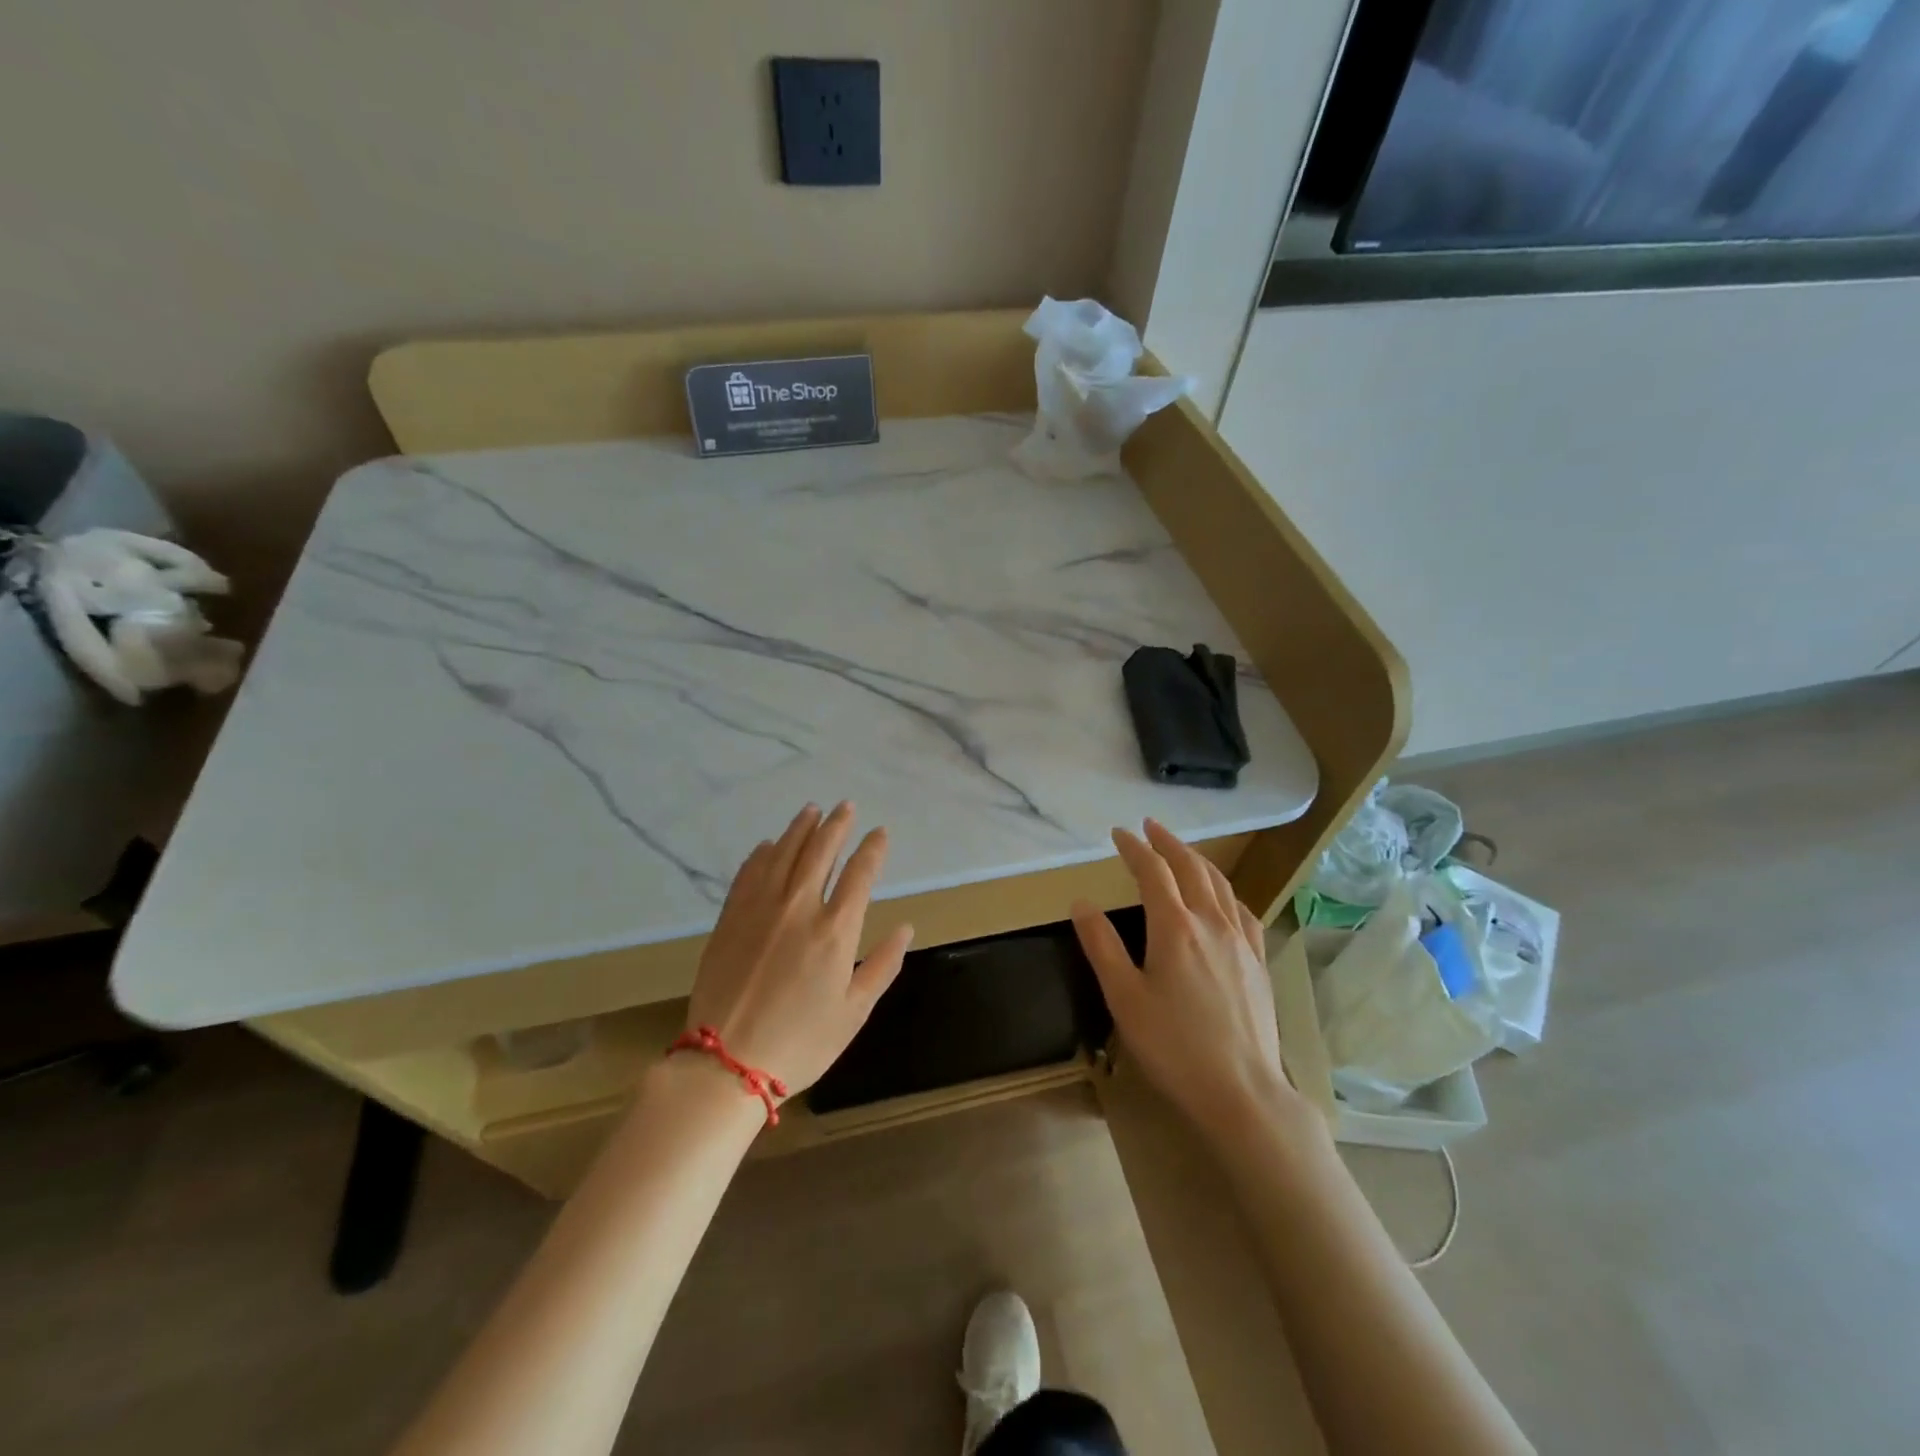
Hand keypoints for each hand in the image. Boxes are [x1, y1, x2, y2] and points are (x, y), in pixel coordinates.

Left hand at [686, 803, 912, 1097]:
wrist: (726, 1063)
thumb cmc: (801, 1042)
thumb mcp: (854, 1012)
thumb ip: (883, 965)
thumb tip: (905, 928)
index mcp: (835, 930)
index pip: (859, 874)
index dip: (872, 849)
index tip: (880, 832)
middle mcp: (798, 908)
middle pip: (820, 852)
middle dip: (836, 825)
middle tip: (845, 806)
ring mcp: (759, 910)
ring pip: (782, 854)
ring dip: (799, 829)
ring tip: (811, 810)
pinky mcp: (730, 919)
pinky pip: (748, 874)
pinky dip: (761, 855)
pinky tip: (767, 845)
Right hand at [1071, 819, 1302, 1140]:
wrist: (1242, 1091)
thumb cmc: (1173, 1046)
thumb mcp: (1124, 998)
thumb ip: (1102, 946)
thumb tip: (1081, 903)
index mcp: (1174, 928)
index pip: (1153, 871)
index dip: (1134, 848)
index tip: (1118, 834)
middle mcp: (1211, 923)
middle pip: (1191, 868)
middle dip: (1168, 843)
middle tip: (1150, 827)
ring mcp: (1240, 941)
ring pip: (1220, 885)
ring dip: (1198, 860)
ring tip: (1182, 851)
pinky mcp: (1258, 962)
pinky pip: (1243, 911)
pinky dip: (1226, 891)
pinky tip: (1223, 898)